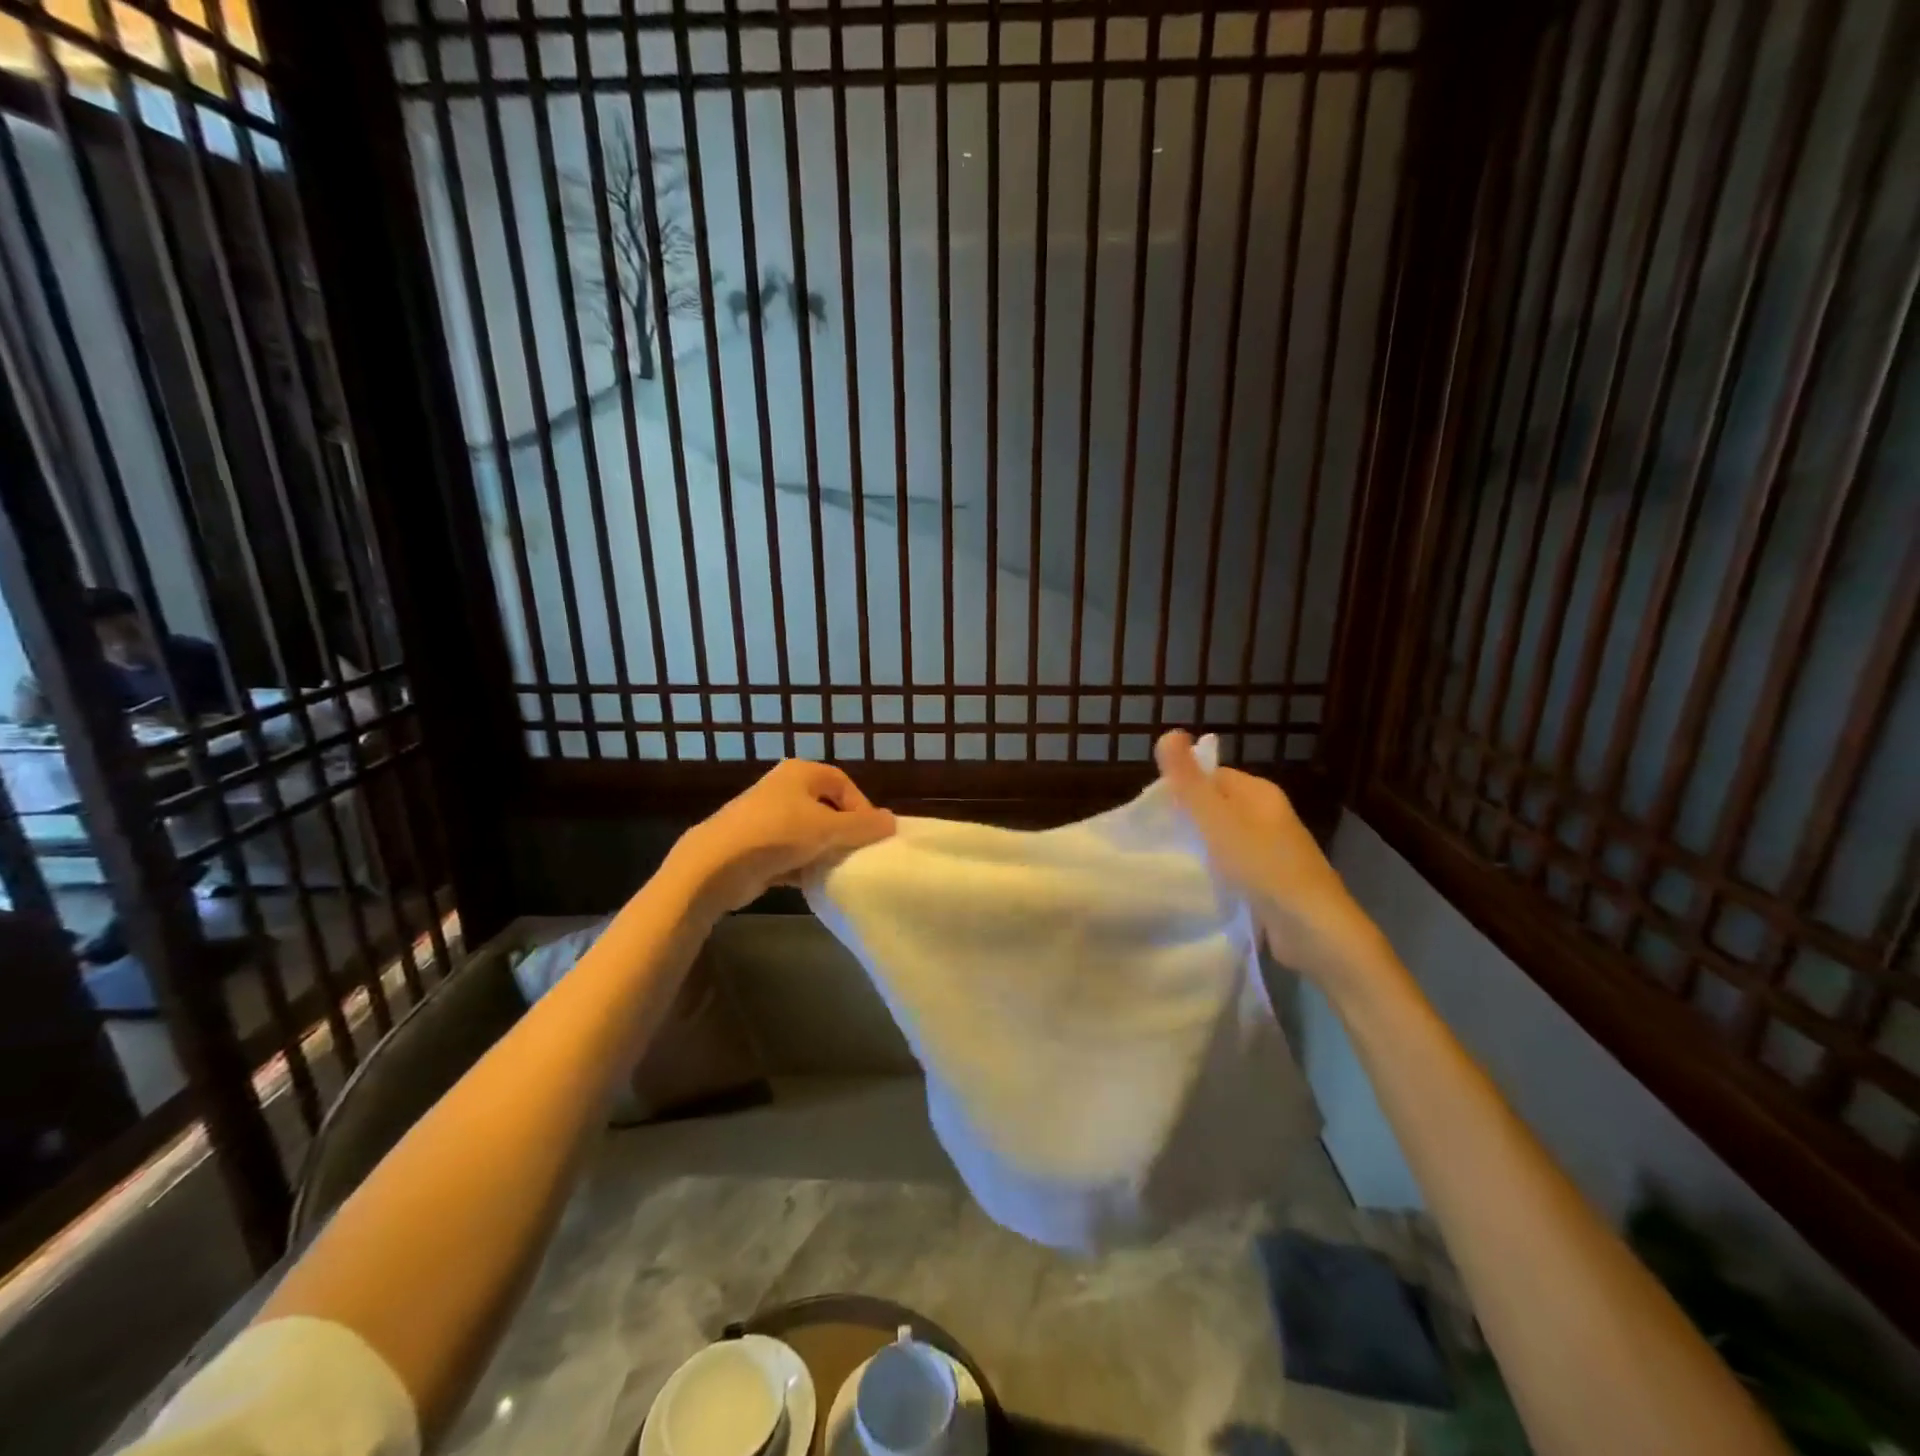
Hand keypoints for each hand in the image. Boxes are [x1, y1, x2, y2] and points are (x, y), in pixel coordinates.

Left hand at [673, 759, 896, 912]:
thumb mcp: (828, 829)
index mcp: (800, 773)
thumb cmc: (777, 835)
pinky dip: (803, 865)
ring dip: (823, 850)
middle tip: (857, 852)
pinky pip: (790, 853)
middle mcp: (783, 789)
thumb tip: (892, 821)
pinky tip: (813, 881)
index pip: (843, 783)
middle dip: (843, 830)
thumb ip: (863, 826)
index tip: (871, 834)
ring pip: (808, 832)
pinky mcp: (755, 846)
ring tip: (837, 869)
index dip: (861, 807)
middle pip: (826, 807)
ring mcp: (766, 818)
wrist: (715, 865)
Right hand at [1154, 730, 1391, 992]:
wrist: (1313, 928)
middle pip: (1219, 806)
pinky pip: (1237, 865)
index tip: (1156, 809)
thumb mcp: (1217, 819)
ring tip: (1174, 859)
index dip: (1184, 786)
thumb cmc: (1263, 866)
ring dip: (1203, 847)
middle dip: (1191, 818)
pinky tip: (1201, 884)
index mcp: (1260, 793)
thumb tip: (1169, 732)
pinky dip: (1218, 871)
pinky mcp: (1274, 881)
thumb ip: (1189, 781)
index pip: (1213, 775)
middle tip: (1160, 836)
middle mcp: (1270, 815)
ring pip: (1227, 838)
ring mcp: (1275, 850)